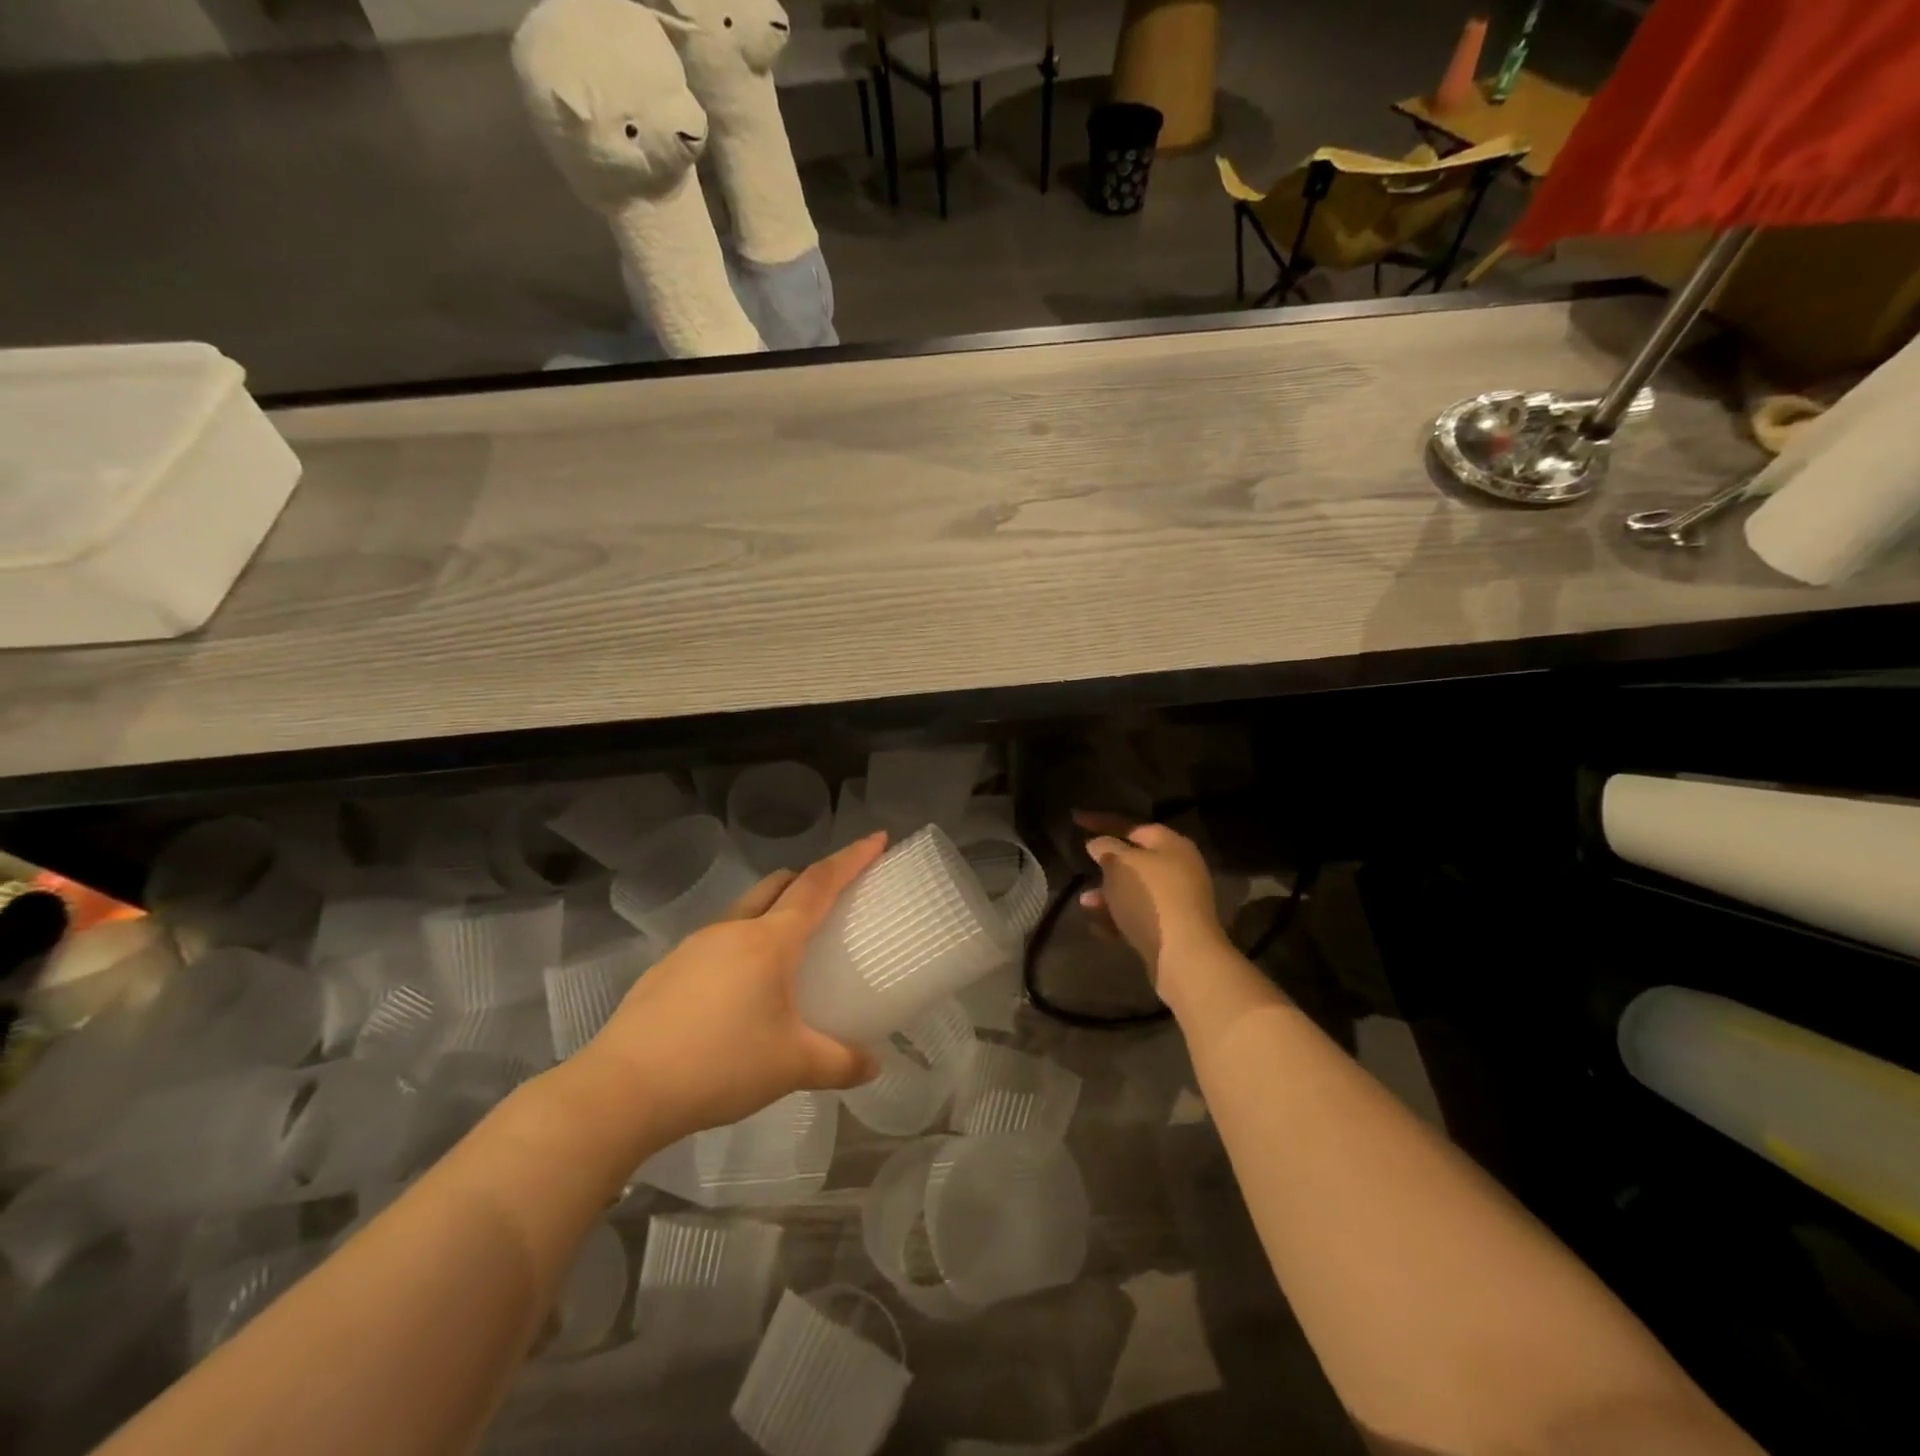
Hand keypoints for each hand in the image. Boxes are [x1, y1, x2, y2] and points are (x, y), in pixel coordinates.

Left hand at [580, 833, 885, 1139]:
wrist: (622, 1090)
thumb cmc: (719, 1066)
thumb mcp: (792, 1067)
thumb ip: (840, 1063)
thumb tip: (874, 1066)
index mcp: (769, 941)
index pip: (819, 885)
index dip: (851, 859)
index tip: (876, 838)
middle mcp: (732, 930)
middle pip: (778, 885)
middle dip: (809, 878)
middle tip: (834, 896)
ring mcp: (694, 946)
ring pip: (745, 911)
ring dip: (773, 913)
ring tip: (787, 952)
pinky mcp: (667, 969)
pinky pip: (717, 941)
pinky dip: (742, 945)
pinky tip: (738, 992)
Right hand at [1073, 813, 1228, 995]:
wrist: (1183, 955)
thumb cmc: (1150, 897)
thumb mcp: (1120, 864)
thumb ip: (1106, 848)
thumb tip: (1098, 844)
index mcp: (1172, 845)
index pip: (1132, 826)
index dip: (1103, 822)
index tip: (1076, 821)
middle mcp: (1179, 869)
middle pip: (1135, 860)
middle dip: (1106, 866)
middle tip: (1084, 867)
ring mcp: (1177, 901)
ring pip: (1134, 891)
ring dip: (1107, 896)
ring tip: (1085, 904)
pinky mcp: (1171, 930)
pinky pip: (1138, 917)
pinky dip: (1117, 919)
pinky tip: (1098, 927)